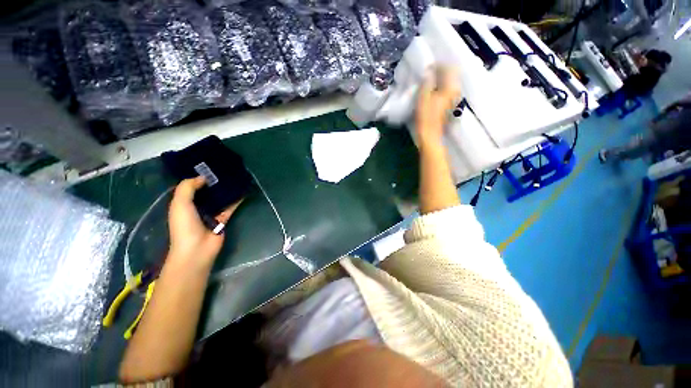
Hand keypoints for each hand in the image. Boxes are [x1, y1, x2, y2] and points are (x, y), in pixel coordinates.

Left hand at [167, 177, 241, 267]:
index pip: (190, 187)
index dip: (197, 177)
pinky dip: (236, 200)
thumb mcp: (180, 203)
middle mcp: (197, 207)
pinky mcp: (223, 219)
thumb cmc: (185, 225)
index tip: (208, 166)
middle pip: (206, 192)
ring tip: (235, 177)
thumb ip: (188, 187)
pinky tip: (242, 191)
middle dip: (213, 182)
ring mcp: (211, 213)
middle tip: (224, 170)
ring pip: (219, 199)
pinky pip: (230, 207)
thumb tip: (203, 177)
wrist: (197, 248)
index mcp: (183, 204)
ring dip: (225, 190)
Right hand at [416, 66, 460, 147]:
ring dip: (441, 79)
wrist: (429, 135)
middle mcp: (455, 92)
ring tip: (430, 80)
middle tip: (429, 71)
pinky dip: (440, 87)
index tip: (429, 66)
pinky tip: (432, 90)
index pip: (449, 69)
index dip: (439, 65)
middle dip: (441, 71)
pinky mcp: (448, 106)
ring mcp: (453, 99)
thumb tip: (429, 71)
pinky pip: (446, 91)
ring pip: (449, 83)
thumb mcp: (423, 97)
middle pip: (451, 75)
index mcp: (450, 88)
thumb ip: (427, 82)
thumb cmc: (426, 117)